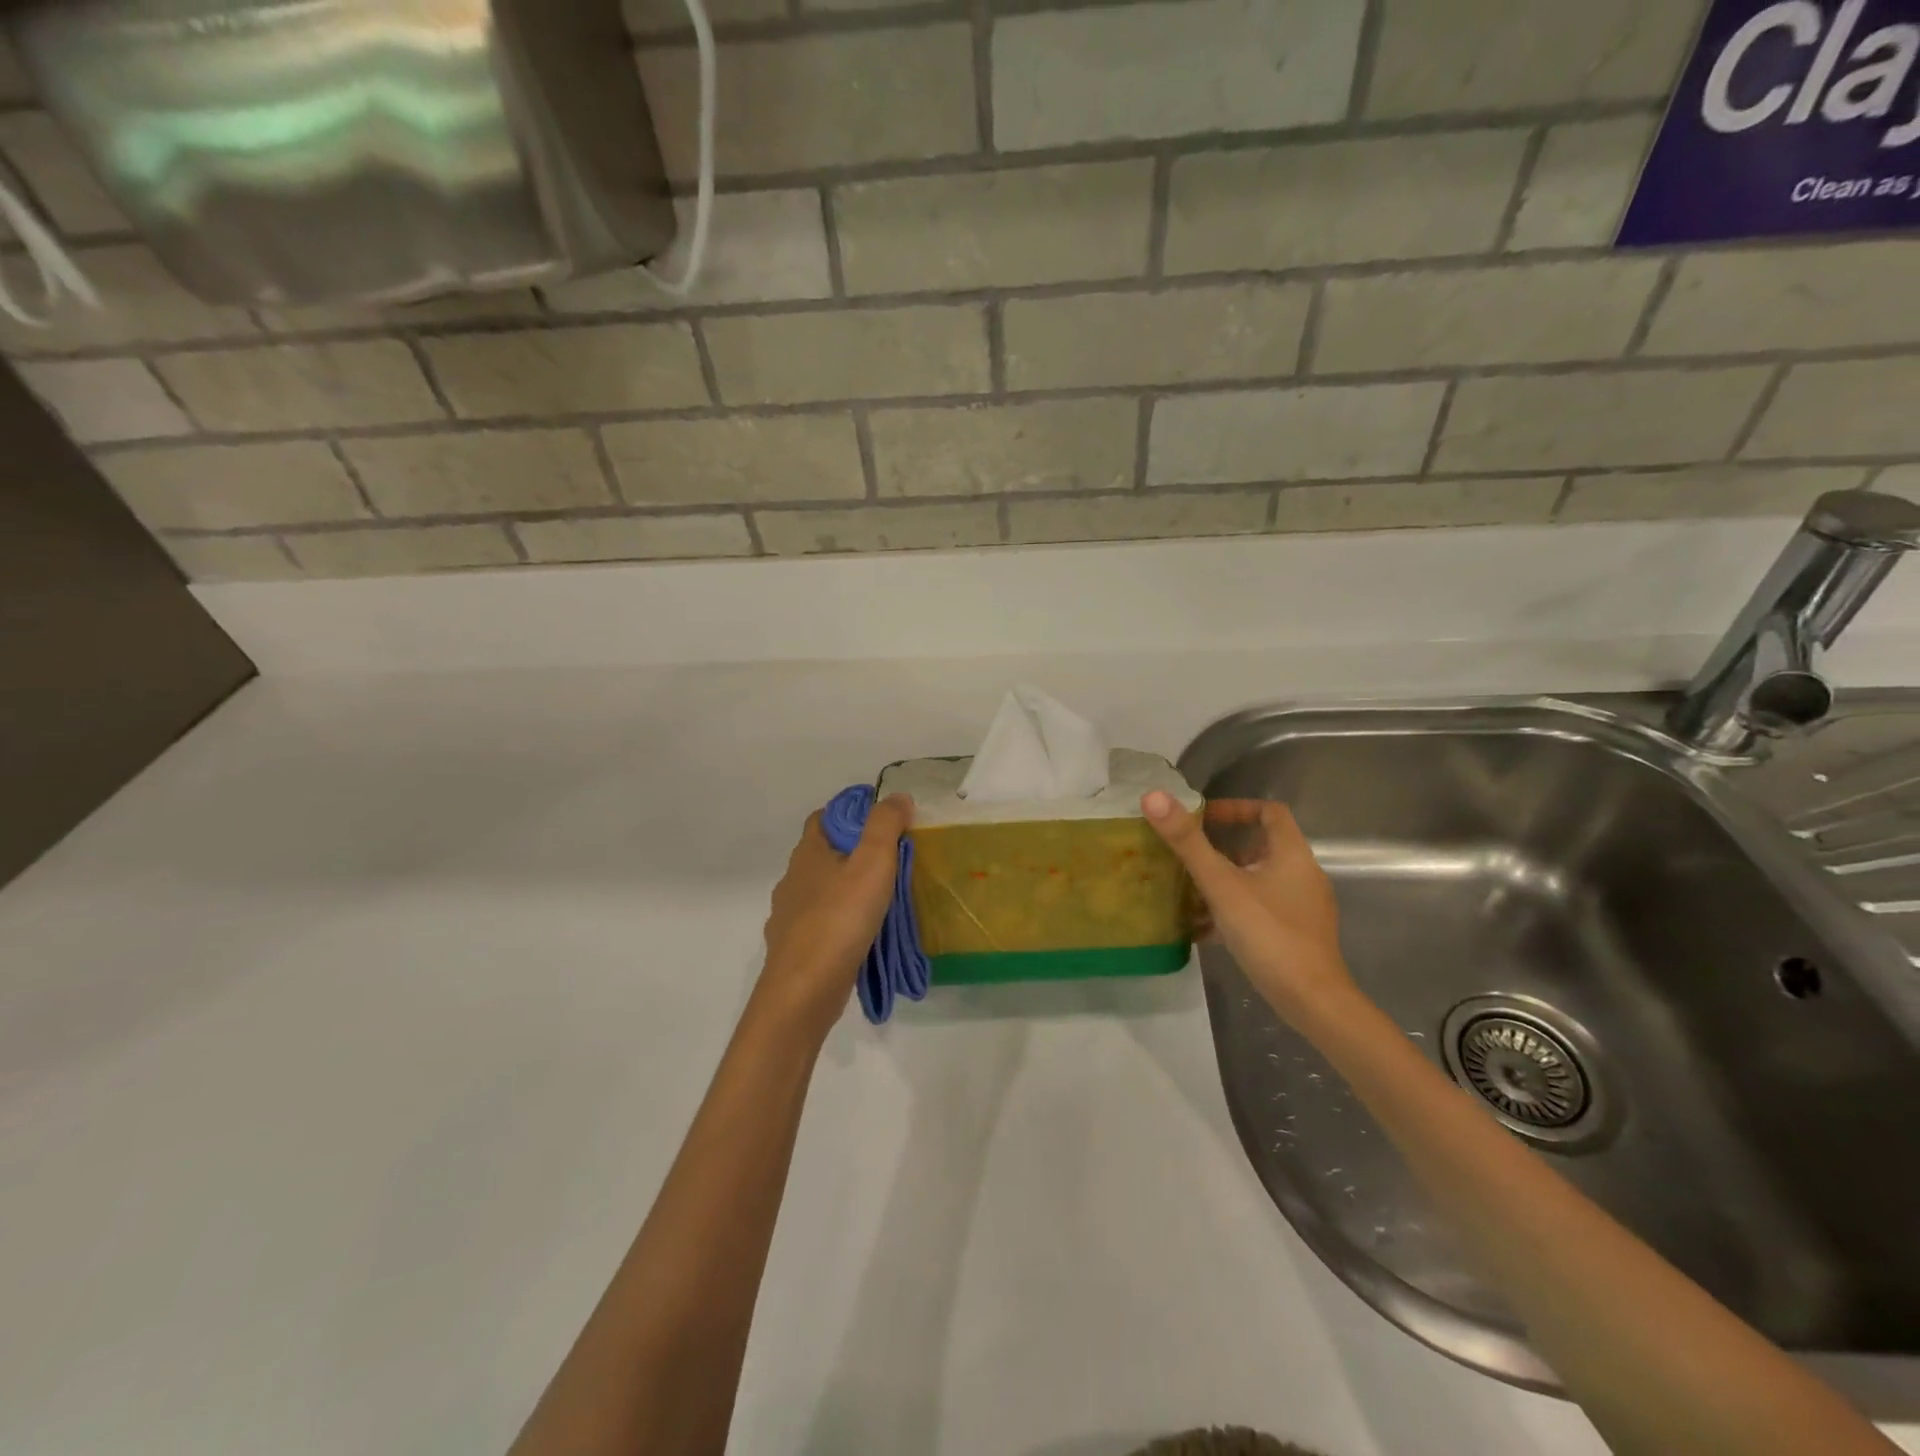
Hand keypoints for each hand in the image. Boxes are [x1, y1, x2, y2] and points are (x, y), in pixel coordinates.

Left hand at [760, 795, 912, 1027]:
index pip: (824, 817)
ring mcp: (789, 916)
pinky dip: (841, 923)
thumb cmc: (840, 918)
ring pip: (822, 891)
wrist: (804, 990)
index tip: (884, 822)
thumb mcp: (873, 862)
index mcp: (808, 853)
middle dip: (854, 853)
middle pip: (824, 854)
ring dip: (848, 890)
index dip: (851, 813)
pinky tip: (862, 936)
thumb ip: (885, 825)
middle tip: (893, 860)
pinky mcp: (795, 948)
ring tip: (883, 900)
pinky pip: (822, 924)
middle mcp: (793, 879)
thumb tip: (897, 797)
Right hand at [1142, 792, 1355, 1025]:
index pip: (1269, 812)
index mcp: (1293, 854)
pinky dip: (1233, 909)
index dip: (1236, 808)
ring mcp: (1303, 907)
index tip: (1203, 818)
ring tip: (1188, 892)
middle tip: (1188, 855)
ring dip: (1225, 881)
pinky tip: (1204, 929)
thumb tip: (1153, 796)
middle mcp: (1303, 875)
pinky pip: (1260, 909)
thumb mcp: (1221, 885)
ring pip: (1258, 880)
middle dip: (1222, 849)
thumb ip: (1188, 843)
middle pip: (1261, 847)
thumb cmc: (1268, 933)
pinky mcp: (1297, 934)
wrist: (1312, 1001)